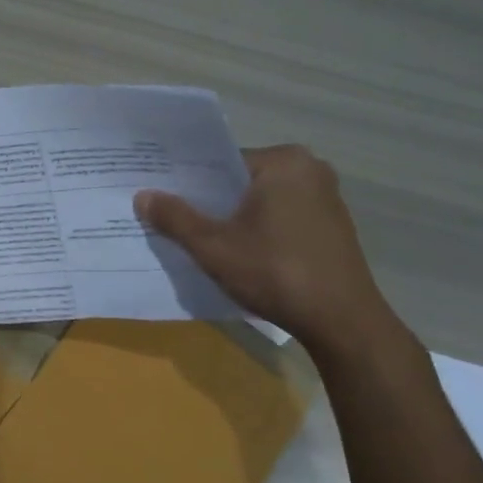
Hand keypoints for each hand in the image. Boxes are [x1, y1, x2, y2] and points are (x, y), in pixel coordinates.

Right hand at [135, 145, 394, 354]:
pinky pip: (280, 217)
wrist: (340, 320)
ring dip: (232, 218)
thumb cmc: (274, 272)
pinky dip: (258, 230)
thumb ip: (175, 217)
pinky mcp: (331, 226)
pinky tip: (238, 254)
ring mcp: (325, 198)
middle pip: (241, 181)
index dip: (188, 182)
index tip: (161, 199)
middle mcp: (310, 169)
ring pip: (260, 201)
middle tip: (171, 219)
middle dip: (209, 201)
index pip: (221, 162)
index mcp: (284, 161)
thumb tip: (142, 195)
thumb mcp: (212, 246)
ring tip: (199, 239)